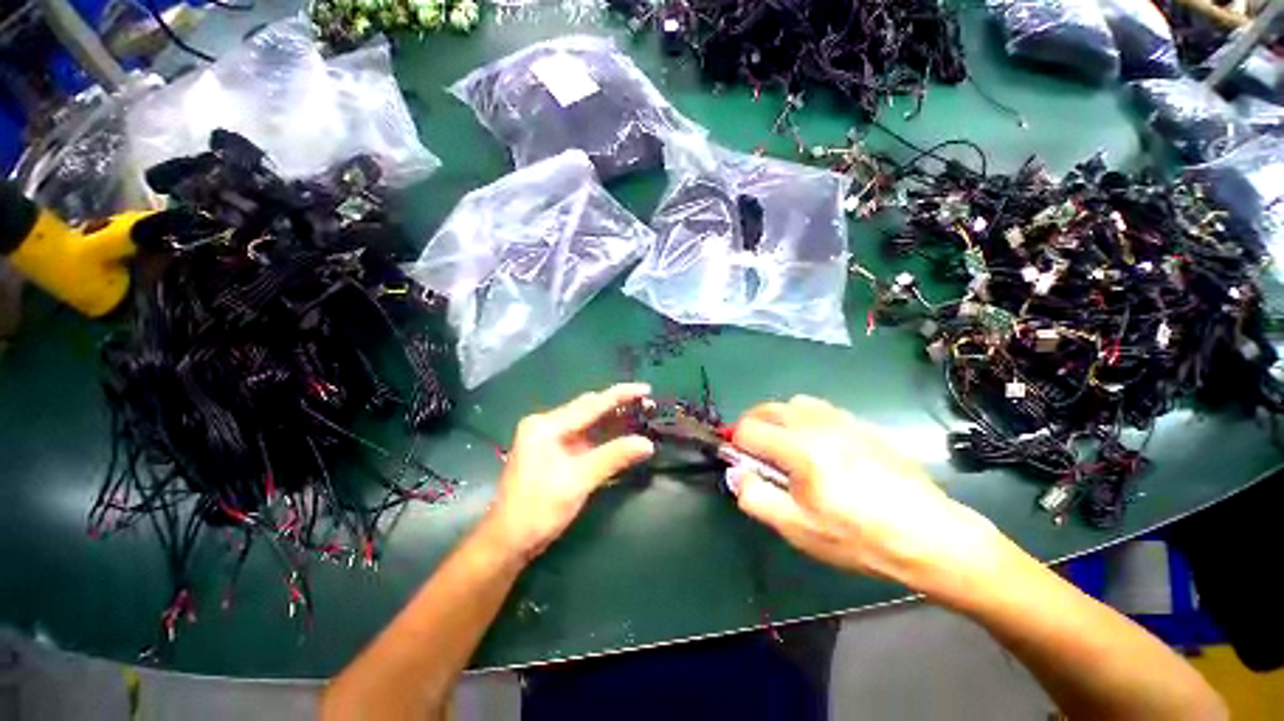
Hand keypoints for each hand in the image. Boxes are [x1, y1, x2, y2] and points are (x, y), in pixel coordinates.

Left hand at [481, 384, 654, 560]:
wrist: (508, 542)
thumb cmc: (539, 509)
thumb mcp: (579, 481)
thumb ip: (614, 457)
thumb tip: (647, 444)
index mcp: (547, 425)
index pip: (591, 404)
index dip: (620, 395)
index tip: (646, 388)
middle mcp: (546, 424)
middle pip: (588, 408)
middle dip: (617, 404)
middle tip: (646, 404)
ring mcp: (548, 437)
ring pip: (586, 421)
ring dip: (611, 419)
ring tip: (638, 415)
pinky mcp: (553, 451)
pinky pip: (583, 435)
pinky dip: (602, 435)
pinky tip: (619, 434)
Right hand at [730, 396, 1006, 604]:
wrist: (931, 536)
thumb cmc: (860, 538)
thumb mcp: (799, 530)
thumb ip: (756, 497)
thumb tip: (736, 473)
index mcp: (800, 449)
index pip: (748, 428)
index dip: (736, 444)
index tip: (742, 463)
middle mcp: (819, 425)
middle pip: (768, 408)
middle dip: (753, 426)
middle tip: (757, 453)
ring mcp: (844, 420)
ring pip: (794, 404)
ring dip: (779, 420)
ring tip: (787, 448)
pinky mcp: (863, 425)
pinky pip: (822, 410)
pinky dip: (805, 420)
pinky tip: (820, 448)